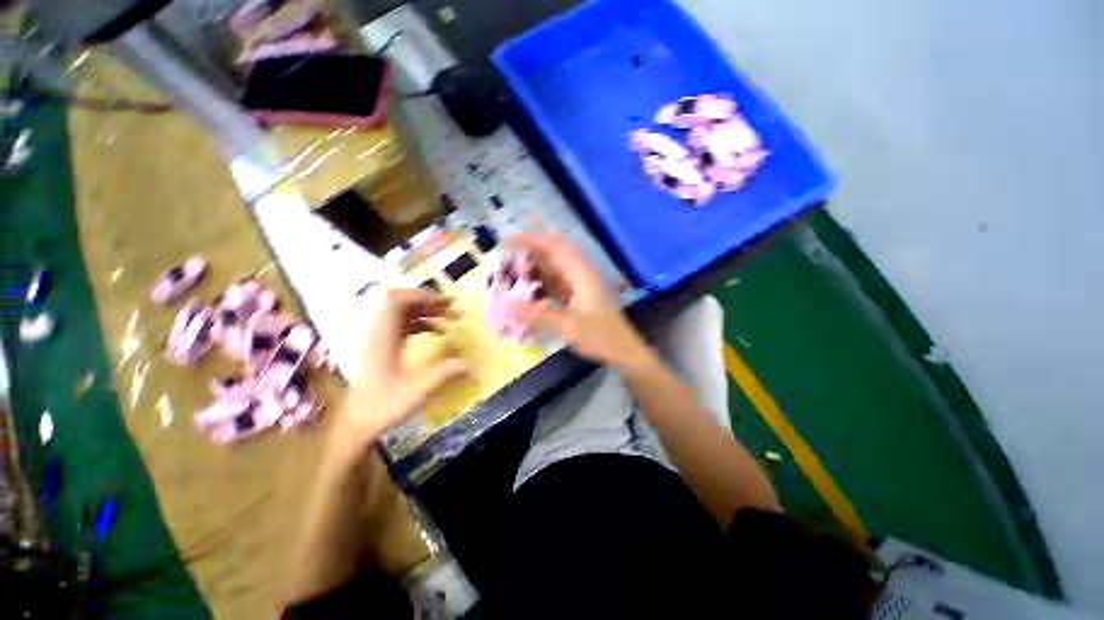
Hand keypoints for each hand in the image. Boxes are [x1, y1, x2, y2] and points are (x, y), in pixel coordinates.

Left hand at [332, 290, 466, 455]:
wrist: (357, 425)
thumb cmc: (384, 406)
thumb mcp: (419, 389)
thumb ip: (446, 372)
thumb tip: (471, 363)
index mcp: (383, 338)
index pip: (395, 300)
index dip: (421, 295)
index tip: (445, 303)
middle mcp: (379, 333)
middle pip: (399, 302)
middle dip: (427, 301)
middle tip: (451, 309)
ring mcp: (379, 340)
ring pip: (401, 313)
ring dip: (425, 311)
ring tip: (448, 319)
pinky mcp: (382, 347)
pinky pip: (402, 325)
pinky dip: (420, 323)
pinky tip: (435, 332)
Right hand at [510, 233, 653, 370]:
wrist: (623, 350)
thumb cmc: (599, 336)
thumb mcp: (566, 327)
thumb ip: (536, 315)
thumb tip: (506, 305)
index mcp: (581, 272)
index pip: (553, 246)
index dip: (530, 240)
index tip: (507, 241)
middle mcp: (582, 271)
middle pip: (554, 251)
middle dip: (531, 251)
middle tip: (508, 258)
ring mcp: (582, 281)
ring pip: (556, 265)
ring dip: (536, 265)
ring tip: (514, 272)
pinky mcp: (581, 291)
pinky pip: (558, 279)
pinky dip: (543, 279)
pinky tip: (531, 289)